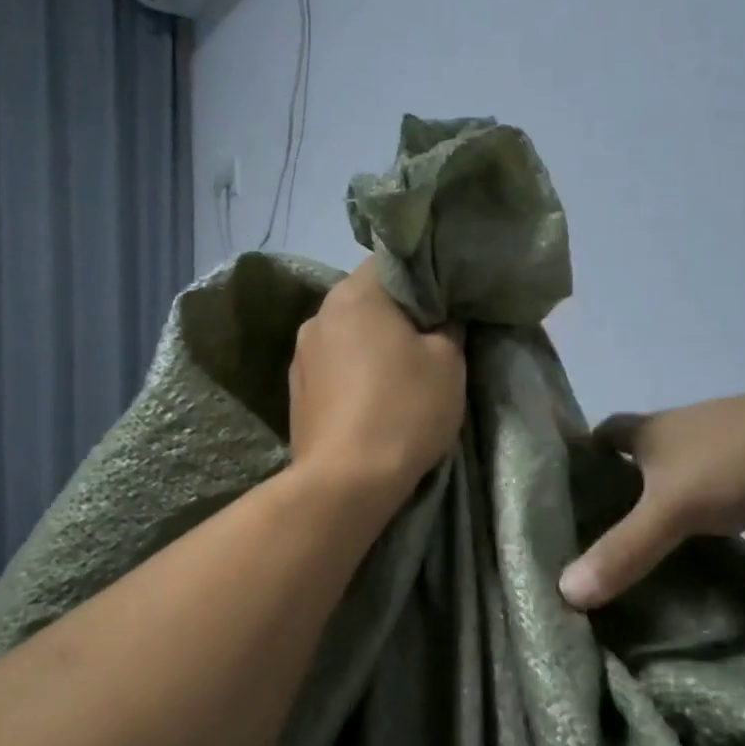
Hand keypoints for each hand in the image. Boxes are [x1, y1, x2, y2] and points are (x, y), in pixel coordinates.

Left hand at [289, 262, 466, 505]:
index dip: (422, 280)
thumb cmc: (404, 409)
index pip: (390, 264)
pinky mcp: (296, 393)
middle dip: (397, 316)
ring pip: (347, 336)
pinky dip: (353, 376)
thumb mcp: (448, 362)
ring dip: (372, 348)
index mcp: (353, 295)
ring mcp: (300, 356)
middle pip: (365, 301)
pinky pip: (333, 369)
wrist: (347, 481)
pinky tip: (371, 402)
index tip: (444, 305)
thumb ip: (448, 328)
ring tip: (399, 378)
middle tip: (429, 342)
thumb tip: (441, 320)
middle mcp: (318, 316)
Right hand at [559, 374, 744, 609]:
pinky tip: (709, 584)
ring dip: (672, 531)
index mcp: (658, 432)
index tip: (558, 497)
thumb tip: (564, 593)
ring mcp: (732, 471)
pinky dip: (726, 551)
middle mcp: (689, 445)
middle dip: (621, 505)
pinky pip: (738, 529)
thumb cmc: (743, 458)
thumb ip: (623, 550)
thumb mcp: (673, 505)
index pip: (605, 436)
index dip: (582, 460)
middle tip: (590, 552)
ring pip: (689, 502)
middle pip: (644, 471)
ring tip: (638, 574)